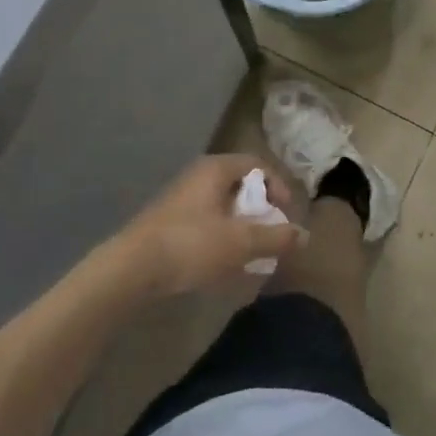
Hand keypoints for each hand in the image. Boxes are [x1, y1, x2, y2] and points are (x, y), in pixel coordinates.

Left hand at [108, 154, 302, 298]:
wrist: (130, 270)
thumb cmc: (191, 245)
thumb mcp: (241, 242)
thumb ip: (276, 237)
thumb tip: (305, 235)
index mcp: (215, 170)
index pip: (257, 165)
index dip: (278, 186)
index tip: (286, 214)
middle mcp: (198, 177)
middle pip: (240, 186)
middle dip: (260, 211)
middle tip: (271, 234)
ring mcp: (180, 200)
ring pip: (222, 207)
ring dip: (241, 228)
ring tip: (251, 254)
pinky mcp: (168, 223)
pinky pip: (205, 224)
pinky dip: (221, 238)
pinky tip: (224, 265)